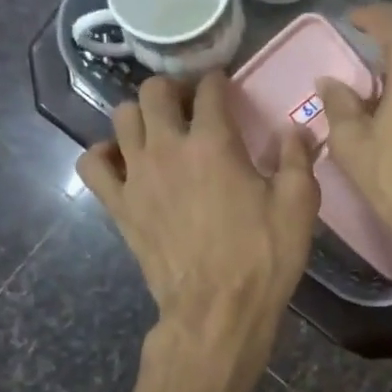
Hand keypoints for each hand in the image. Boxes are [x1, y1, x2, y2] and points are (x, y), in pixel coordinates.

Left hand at [77, 73, 317, 348]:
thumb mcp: (299, 205)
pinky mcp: (119, 205)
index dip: (219, 82)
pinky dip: (104, 154)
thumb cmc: (264, 256)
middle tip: (191, 105)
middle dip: (173, 89)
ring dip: (140, 115)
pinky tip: (124, 162)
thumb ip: (298, 159)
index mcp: (215, 143)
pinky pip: (92, 163)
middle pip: (153, 92)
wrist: (218, 309)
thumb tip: (298, 129)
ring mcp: (137, 176)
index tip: (226, 88)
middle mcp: (168, 148)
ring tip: (160, 130)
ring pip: (120, 118)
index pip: (209, 90)